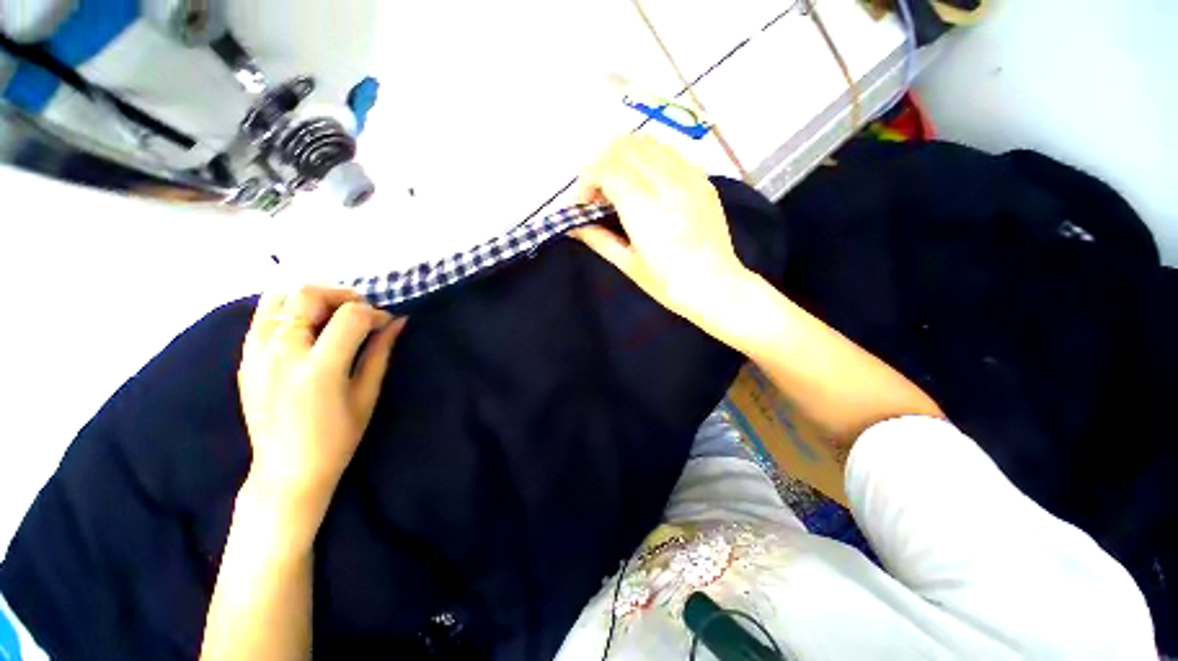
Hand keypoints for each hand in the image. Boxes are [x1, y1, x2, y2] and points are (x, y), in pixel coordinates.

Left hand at [238, 286, 406, 527]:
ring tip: (332, 314)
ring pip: (279, 297)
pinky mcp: (244, 359)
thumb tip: (398, 322)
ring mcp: (256, 354)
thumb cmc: (337, 439)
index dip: (374, 313)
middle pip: (308, 294)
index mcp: (319, 369)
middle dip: (342, 295)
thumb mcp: (367, 395)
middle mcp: (282, 353)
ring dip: (312, 298)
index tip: (385, 323)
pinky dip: (289, 309)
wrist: (286, 471)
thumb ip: (380, 352)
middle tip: (360, 311)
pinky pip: (263, 316)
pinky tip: (307, 327)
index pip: (350, 316)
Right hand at [571, 135, 754, 323]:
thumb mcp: (629, 265)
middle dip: (600, 165)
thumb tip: (573, 225)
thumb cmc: (670, 285)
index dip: (585, 182)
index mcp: (647, 211)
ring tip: (619, 187)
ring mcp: (690, 177)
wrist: (718, 287)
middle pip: (624, 146)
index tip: (581, 205)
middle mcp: (669, 184)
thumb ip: (598, 239)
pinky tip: (645, 185)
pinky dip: (647, 160)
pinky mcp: (703, 179)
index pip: (607, 170)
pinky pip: (668, 152)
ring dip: (623, 158)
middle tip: (597, 196)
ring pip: (647, 142)